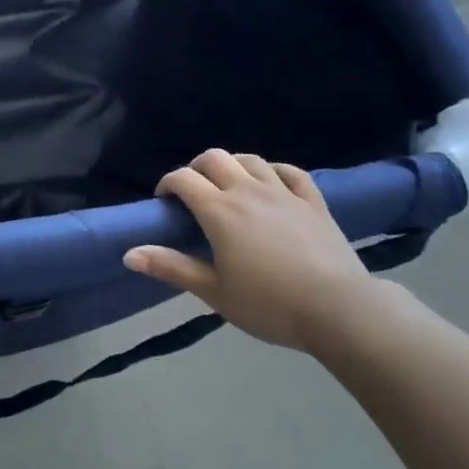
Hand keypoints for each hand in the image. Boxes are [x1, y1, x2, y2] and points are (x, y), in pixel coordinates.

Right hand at [123, 148, 371, 351]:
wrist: (339, 310)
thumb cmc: (269, 304)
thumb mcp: (213, 291)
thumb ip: (171, 268)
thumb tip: (128, 254)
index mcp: (219, 210)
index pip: (183, 179)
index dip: (167, 184)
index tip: (164, 202)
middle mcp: (247, 190)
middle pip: (214, 158)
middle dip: (196, 167)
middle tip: (193, 192)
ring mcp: (283, 192)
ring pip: (250, 159)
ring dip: (233, 165)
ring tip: (229, 185)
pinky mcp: (313, 201)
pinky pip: (290, 172)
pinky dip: (274, 171)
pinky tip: (271, 182)